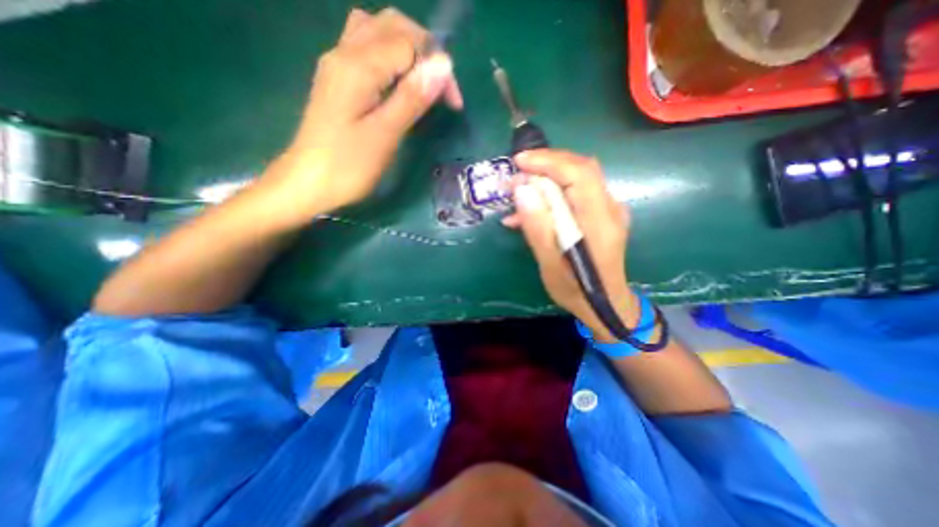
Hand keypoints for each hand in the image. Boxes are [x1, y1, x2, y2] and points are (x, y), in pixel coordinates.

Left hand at [264, 7, 460, 214]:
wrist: (308, 182)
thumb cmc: (348, 166)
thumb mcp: (385, 134)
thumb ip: (412, 97)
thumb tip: (444, 64)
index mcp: (358, 66)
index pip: (410, 43)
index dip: (437, 67)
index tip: (453, 103)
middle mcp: (344, 52)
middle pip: (392, 26)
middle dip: (425, 52)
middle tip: (440, 91)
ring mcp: (337, 64)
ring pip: (377, 31)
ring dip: (407, 50)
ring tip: (421, 84)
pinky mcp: (337, 80)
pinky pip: (366, 49)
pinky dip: (389, 58)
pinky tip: (396, 84)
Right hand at [503, 151, 642, 343]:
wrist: (604, 304)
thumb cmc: (576, 290)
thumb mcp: (550, 264)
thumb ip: (538, 228)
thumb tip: (522, 191)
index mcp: (600, 222)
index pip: (579, 174)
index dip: (548, 161)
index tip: (519, 163)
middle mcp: (609, 209)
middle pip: (579, 169)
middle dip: (544, 166)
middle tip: (515, 177)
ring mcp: (607, 211)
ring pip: (576, 179)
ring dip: (545, 180)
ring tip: (516, 194)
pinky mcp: (599, 215)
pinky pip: (574, 195)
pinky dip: (551, 195)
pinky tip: (528, 211)